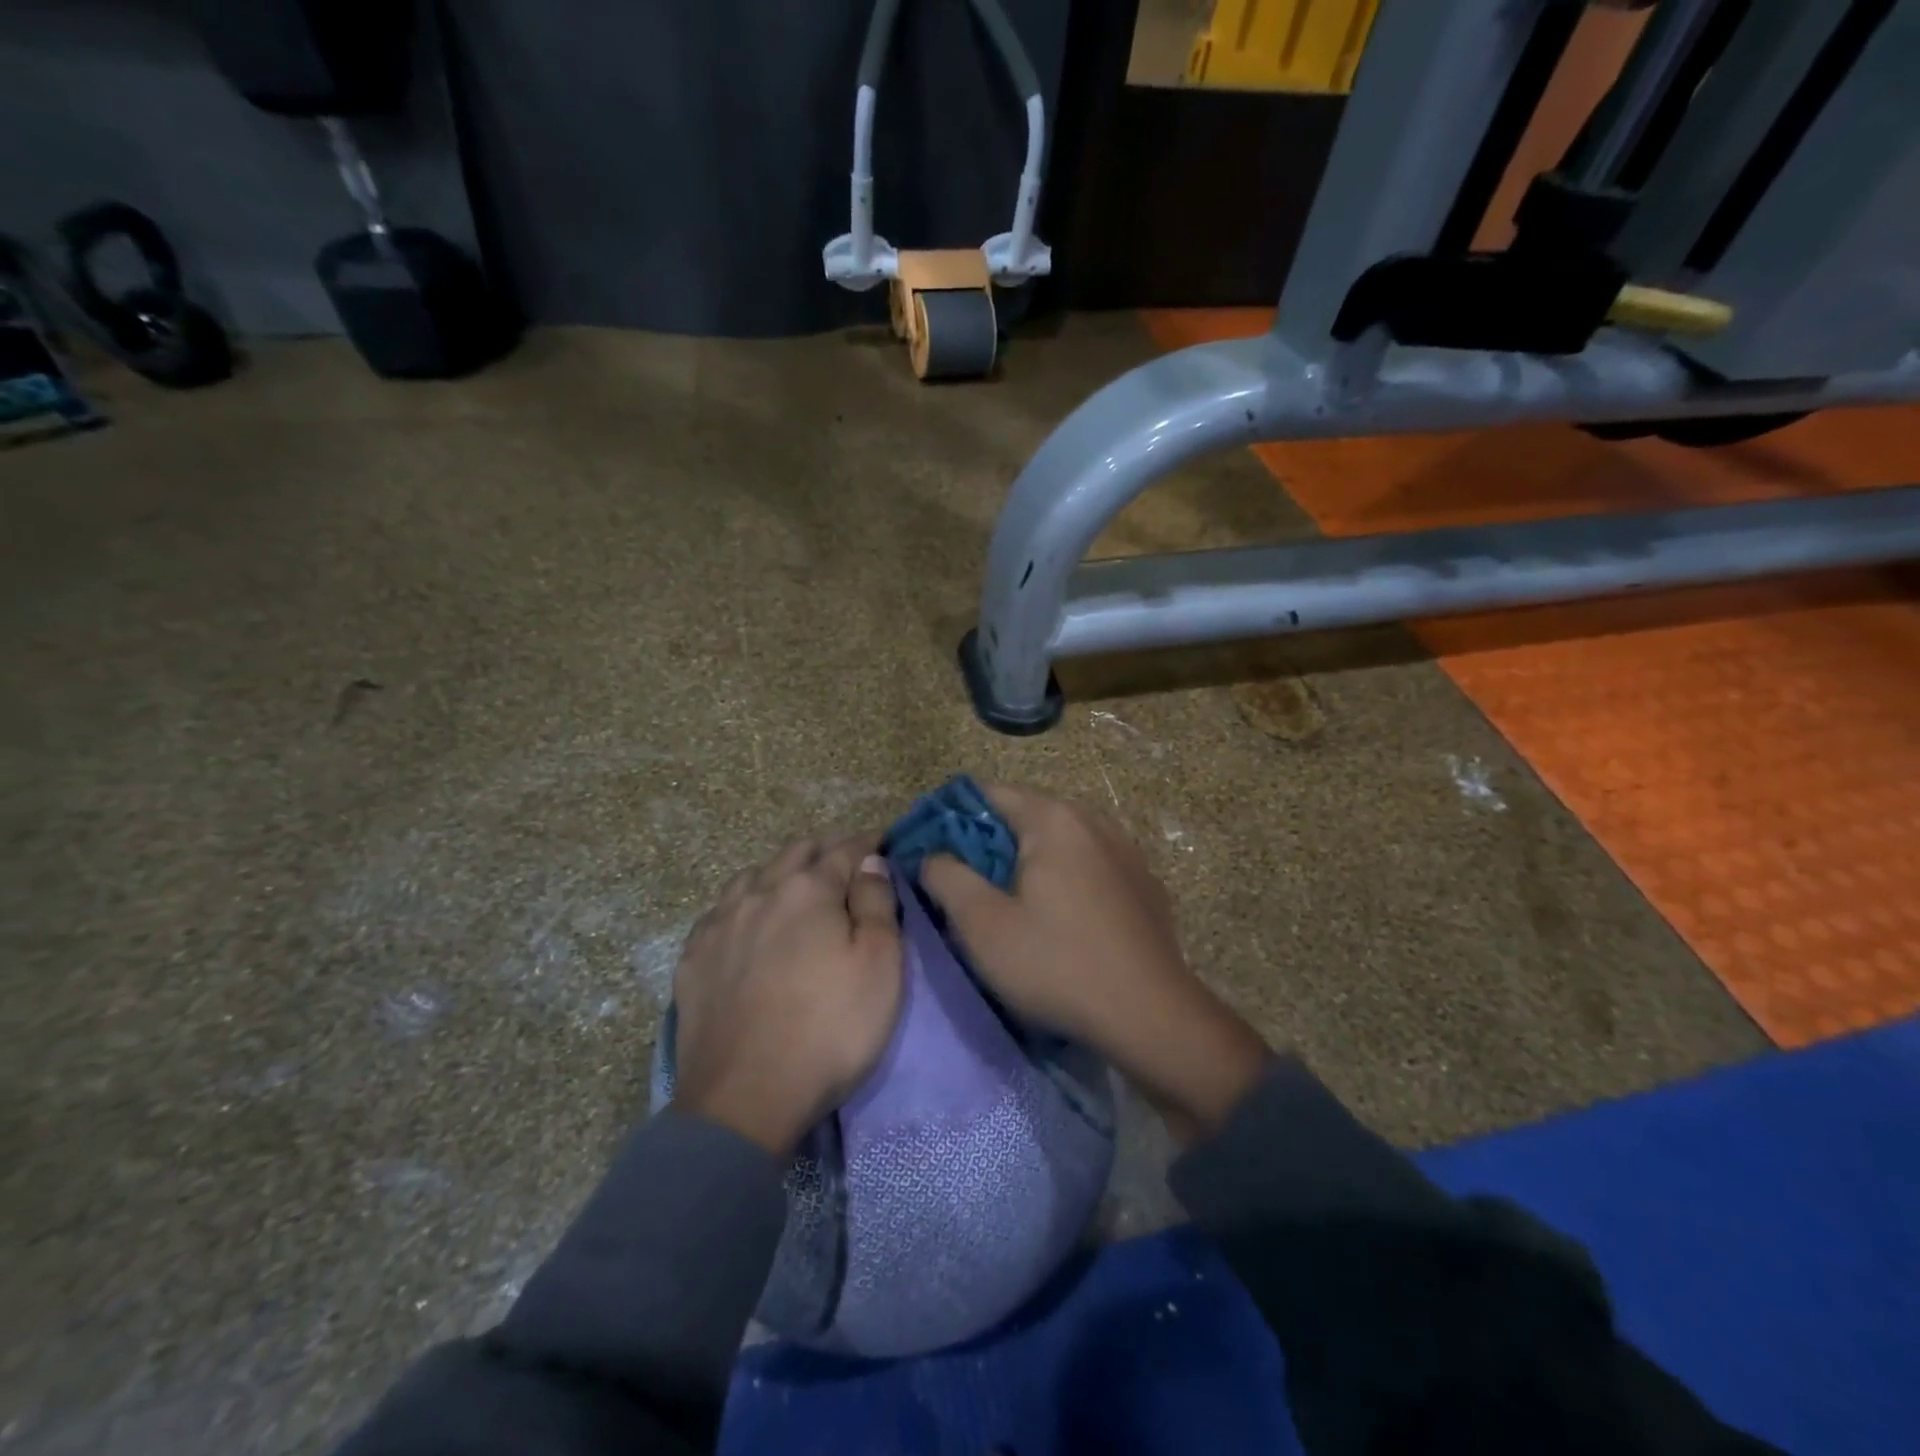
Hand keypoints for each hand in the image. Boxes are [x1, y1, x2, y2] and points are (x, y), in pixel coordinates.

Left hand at [670, 833, 902, 1156]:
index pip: (844, 850)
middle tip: (845, 862)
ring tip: (794, 888)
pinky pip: (720, 911)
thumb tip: (870, 861)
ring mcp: (719, 924)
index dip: (867, 843)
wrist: (744, 1100)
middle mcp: (759, 893)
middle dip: (824, 850)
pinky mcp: (692, 959)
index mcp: (808, 890)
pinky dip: (743, 904)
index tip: (882, 842)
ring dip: (779, 872)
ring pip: (751, 876)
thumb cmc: (830, 1029)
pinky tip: (746, 922)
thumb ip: (877, 903)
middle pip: (795, 853)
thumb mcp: (880, 965)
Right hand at [922, 784, 1270, 1142]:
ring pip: (1061, 842)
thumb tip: (931, 855)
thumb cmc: (1057, 964)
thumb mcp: (982, 925)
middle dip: (990, 843)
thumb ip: (946, 877)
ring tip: (1010, 902)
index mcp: (1053, 819)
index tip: (930, 851)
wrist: (1152, 1017)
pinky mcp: (1145, 884)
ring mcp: (1126, 851)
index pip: (988, 795)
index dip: (951, 818)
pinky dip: (1066, 878)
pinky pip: (1091, 866)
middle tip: (963, 883)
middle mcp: (1094, 821)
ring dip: (1030, 862)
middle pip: (1026, 815)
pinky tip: (1061, 919)